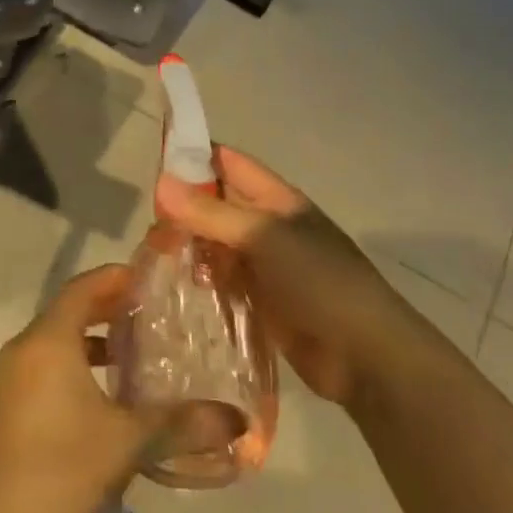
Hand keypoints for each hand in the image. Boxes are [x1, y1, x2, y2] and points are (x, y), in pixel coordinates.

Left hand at [0, 265, 161, 512]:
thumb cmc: (62, 470)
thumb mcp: (128, 442)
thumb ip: (181, 422)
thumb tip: (237, 419)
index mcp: (48, 341)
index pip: (82, 288)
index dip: (114, 278)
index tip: (147, 280)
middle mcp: (23, 349)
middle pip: (67, 311)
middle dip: (105, 308)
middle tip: (145, 314)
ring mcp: (7, 379)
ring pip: (52, 341)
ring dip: (87, 339)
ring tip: (127, 354)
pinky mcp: (1, 408)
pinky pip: (40, 366)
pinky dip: (69, 364)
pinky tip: (97, 397)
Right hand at [156, 148, 414, 407]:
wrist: (365, 355)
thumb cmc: (319, 282)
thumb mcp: (264, 238)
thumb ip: (212, 213)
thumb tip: (161, 182)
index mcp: (276, 199)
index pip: (228, 163)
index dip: (194, 157)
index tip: (153, 167)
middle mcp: (268, 225)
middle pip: (217, 203)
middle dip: (184, 208)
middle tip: (147, 224)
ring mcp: (264, 265)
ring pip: (216, 243)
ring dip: (189, 246)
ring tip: (153, 255)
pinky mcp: (259, 301)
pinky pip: (222, 280)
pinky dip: (201, 280)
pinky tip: (175, 287)